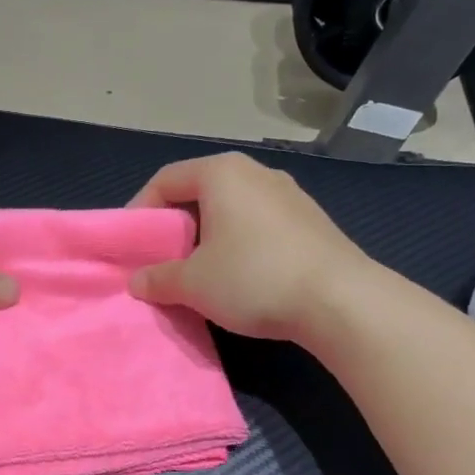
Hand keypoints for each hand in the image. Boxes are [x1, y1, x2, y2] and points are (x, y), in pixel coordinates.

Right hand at [127, 154, 372, 339]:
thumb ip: (157, 279)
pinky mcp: (311, 221)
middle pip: (199, 192)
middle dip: (175, 226)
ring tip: (199, 272)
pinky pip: (259, 224)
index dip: (140, 210)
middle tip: (162, 260)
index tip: (132, 245)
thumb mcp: (193, 284)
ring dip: (207, 237)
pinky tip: (240, 277)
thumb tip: (137, 283)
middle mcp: (256, 173)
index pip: (165, 179)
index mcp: (222, 173)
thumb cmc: (253, 278)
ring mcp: (289, 195)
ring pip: (231, 209)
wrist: (341, 301)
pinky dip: (238, 243)